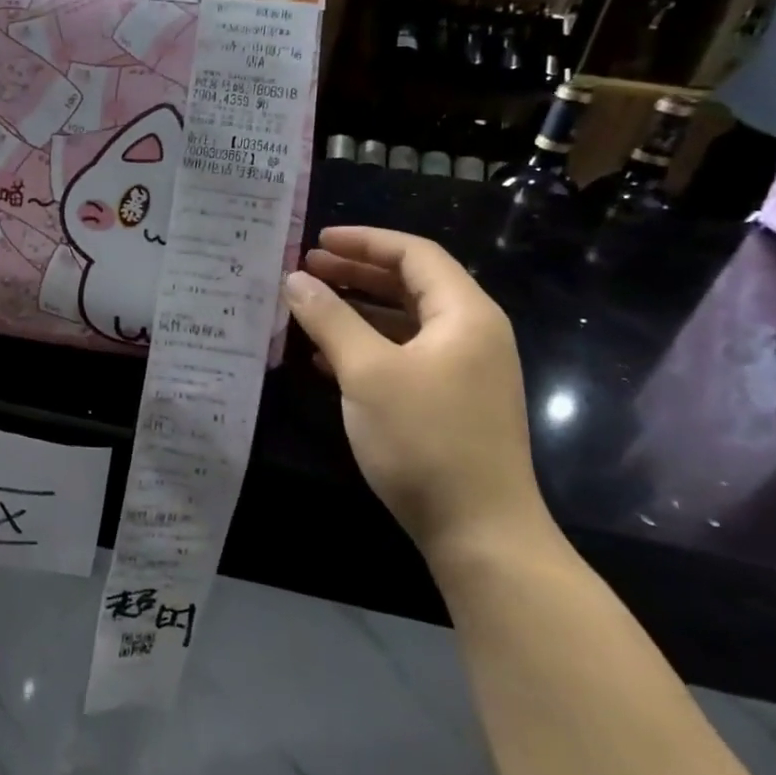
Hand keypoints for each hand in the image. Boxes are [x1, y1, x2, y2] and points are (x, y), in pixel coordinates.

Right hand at [282, 226, 548, 558]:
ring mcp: (462, 370)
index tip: (317, 241)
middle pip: (410, 284)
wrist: (480, 533)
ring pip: (404, 321)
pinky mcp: (449, 402)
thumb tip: (295, 279)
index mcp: (464, 315)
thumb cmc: (425, 440)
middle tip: (306, 270)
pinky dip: (366, 345)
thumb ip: (329, 319)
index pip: (414, 255)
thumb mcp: (367, 372)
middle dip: (356, 273)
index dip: (364, 241)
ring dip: (357, 309)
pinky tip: (325, 358)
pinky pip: (404, 355)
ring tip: (309, 307)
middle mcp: (471, 334)